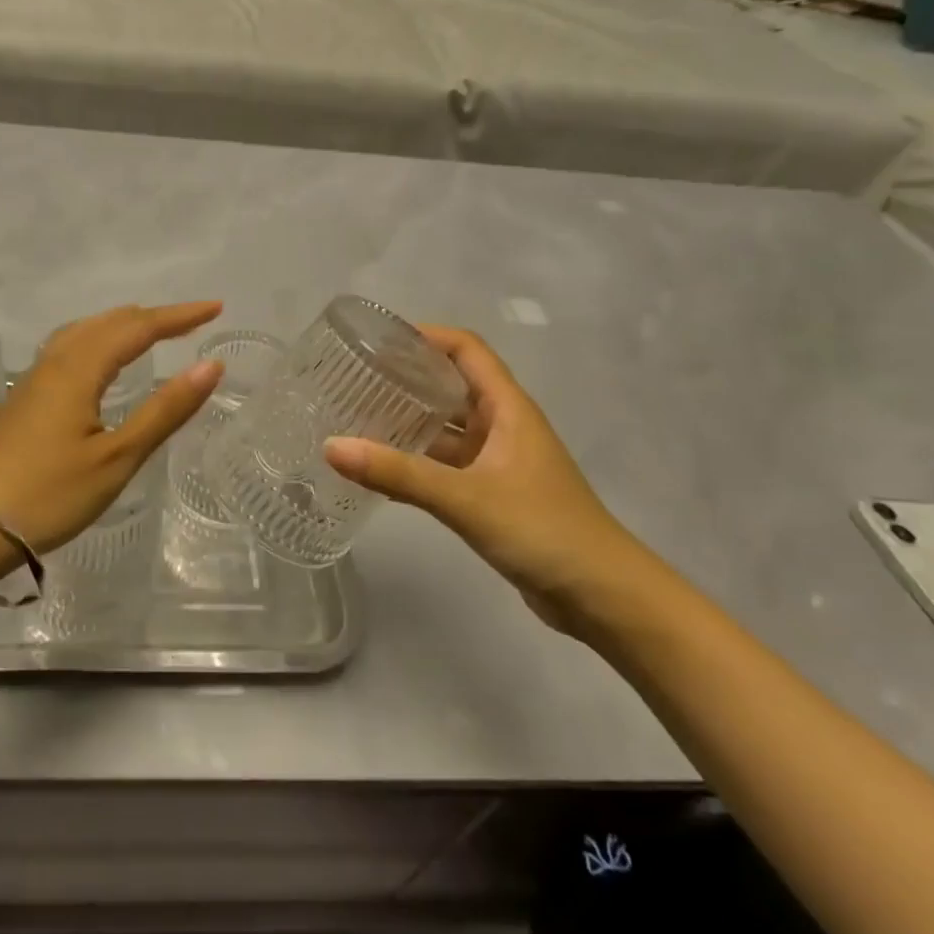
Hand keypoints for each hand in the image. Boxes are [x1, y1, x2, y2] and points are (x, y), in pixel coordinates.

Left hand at [0, 302, 223, 563]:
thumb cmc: (50, 494)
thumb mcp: (118, 457)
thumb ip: (165, 410)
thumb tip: (210, 366)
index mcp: (79, 369)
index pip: (138, 327)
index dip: (179, 316)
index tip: (216, 308)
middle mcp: (54, 362)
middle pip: (109, 322)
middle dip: (153, 317)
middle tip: (192, 320)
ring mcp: (33, 380)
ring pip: (83, 332)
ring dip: (122, 325)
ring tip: (150, 331)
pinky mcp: (22, 399)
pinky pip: (67, 349)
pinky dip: (97, 340)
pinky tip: (99, 362)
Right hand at [324, 325, 655, 630]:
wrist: (601, 596)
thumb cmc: (542, 529)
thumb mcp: (466, 497)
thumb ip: (399, 473)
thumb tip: (331, 447)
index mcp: (507, 408)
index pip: (467, 350)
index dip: (426, 336)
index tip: (378, 340)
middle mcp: (503, 426)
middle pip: (451, 386)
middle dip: (407, 379)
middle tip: (354, 380)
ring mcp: (498, 462)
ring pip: (446, 429)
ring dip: (408, 422)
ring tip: (356, 419)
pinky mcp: (492, 494)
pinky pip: (445, 465)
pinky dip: (415, 462)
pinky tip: (380, 470)